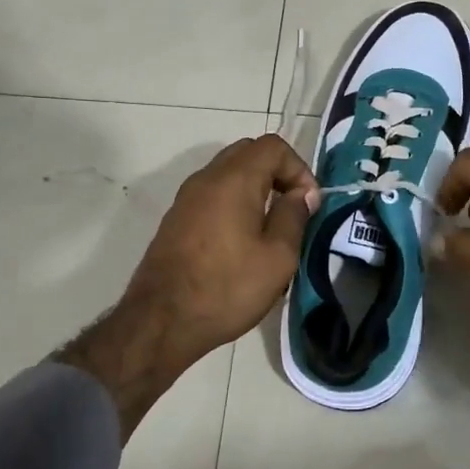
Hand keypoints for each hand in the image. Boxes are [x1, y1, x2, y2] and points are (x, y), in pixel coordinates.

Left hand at [123, 133, 318, 363]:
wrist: (161, 322)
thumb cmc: (227, 288)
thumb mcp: (278, 257)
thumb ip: (294, 216)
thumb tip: (302, 194)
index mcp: (234, 180)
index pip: (273, 146)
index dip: (298, 168)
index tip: (308, 203)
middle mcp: (207, 178)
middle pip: (248, 152)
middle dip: (277, 172)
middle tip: (292, 207)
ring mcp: (186, 197)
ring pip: (228, 172)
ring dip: (254, 187)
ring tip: (269, 225)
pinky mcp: (175, 218)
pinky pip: (212, 193)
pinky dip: (233, 200)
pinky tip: (241, 239)